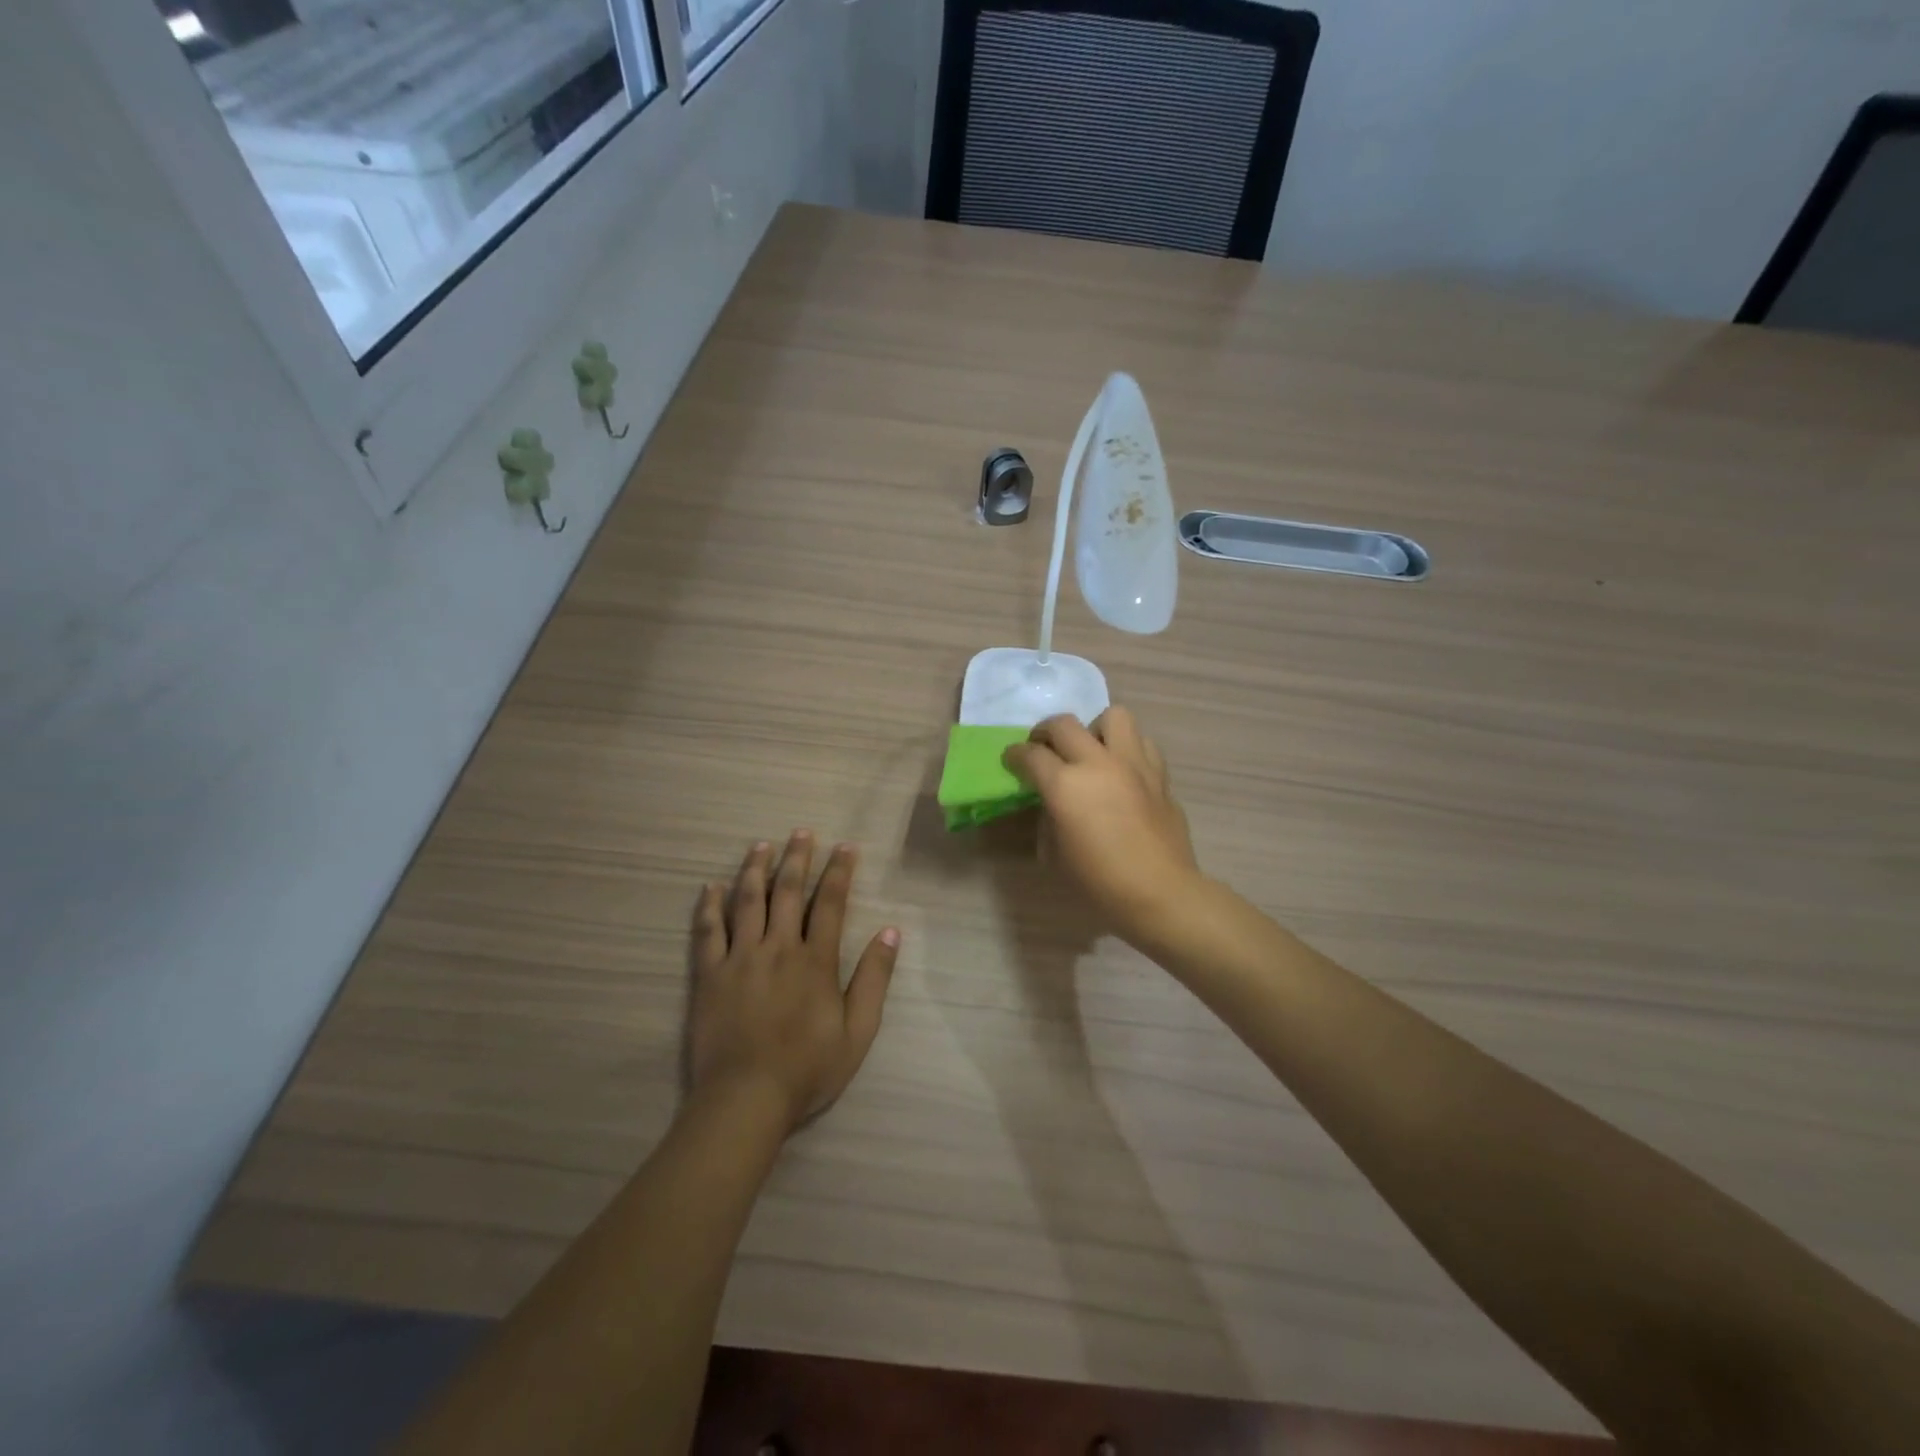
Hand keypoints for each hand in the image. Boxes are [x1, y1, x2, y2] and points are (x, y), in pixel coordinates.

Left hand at [687, 832, 899, 1134]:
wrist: (745, 1099)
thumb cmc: (808, 1069)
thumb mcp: (858, 1031)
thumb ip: (874, 979)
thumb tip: (890, 932)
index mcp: (815, 960)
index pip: (831, 903)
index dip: (839, 872)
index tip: (845, 847)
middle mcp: (778, 948)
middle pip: (788, 892)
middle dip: (797, 858)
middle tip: (801, 832)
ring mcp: (740, 958)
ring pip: (747, 902)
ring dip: (755, 870)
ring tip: (760, 845)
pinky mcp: (709, 975)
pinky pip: (708, 932)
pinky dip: (709, 906)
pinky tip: (711, 887)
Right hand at [1003, 708, 1202, 946]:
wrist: (1160, 893)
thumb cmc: (1100, 882)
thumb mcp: (1055, 853)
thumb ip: (1049, 817)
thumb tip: (1051, 802)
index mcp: (1066, 785)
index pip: (1030, 755)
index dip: (1015, 755)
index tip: (1011, 760)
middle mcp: (1098, 764)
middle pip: (1064, 724)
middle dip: (1045, 732)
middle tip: (1042, 749)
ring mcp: (1133, 764)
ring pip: (1113, 716)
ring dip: (1095, 728)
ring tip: (1091, 750)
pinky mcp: (1159, 774)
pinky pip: (1142, 743)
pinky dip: (1127, 748)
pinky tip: (1122, 769)